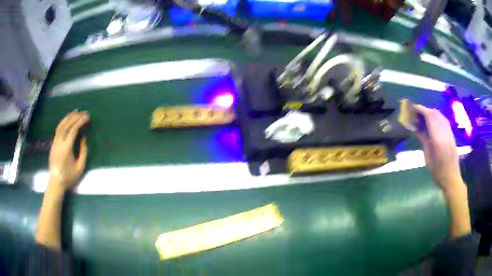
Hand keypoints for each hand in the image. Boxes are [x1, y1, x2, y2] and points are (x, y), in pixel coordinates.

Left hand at [49, 110, 89, 190]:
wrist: (56, 182)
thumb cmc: (69, 176)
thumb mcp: (80, 167)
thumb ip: (83, 152)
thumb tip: (84, 138)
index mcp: (66, 147)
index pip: (73, 129)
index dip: (80, 121)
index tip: (87, 117)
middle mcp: (59, 142)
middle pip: (67, 125)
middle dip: (76, 117)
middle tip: (83, 112)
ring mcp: (55, 142)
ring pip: (61, 125)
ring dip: (68, 117)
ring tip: (75, 112)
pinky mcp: (53, 143)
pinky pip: (58, 129)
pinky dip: (63, 122)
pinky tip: (67, 120)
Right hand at [414, 105, 464, 192]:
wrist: (452, 178)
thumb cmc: (438, 172)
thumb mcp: (428, 158)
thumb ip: (424, 141)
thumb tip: (417, 129)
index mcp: (438, 139)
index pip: (430, 117)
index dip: (422, 110)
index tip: (414, 108)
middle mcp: (445, 132)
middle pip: (435, 114)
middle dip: (426, 110)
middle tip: (417, 113)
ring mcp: (450, 133)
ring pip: (440, 116)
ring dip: (432, 113)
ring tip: (424, 117)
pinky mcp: (452, 135)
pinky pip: (444, 121)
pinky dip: (437, 118)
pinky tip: (433, 122)